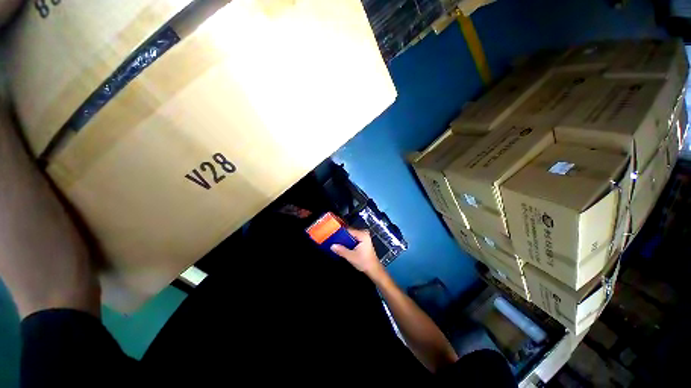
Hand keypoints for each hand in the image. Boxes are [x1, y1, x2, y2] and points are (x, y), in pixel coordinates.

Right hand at [331, 229, 383, 278]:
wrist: (373, 270)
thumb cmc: (364, 262)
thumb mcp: (351, 257)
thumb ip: (341, 250)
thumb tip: (332, 246)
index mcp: (363, 235)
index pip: (349, 230)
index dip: (340, 233)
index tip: (332, 236)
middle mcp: (364, 233)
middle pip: (350, 232)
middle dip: (342, 237)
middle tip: (333, 240)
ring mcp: (364, 237)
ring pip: (351, 236)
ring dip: (345, 240)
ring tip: (336, 243)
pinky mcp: (363, 241)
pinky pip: (353, 239)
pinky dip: (348, 242)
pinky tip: (343, 246)